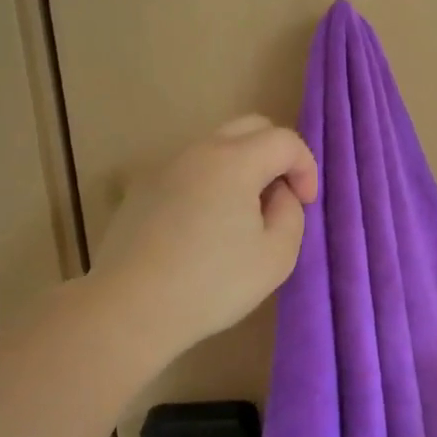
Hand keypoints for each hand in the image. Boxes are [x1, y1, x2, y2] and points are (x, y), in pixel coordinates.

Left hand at [94, 116, 318, 361]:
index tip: (305, 204)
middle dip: (276, 156)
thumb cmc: (212, 284)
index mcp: (234, 161)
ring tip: (244, 216)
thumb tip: (278, 195)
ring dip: (243, 169)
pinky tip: (206, 227)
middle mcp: (198, 151)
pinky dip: (211, 183)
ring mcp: (166, 167)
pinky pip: (190, 171)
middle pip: (249, 128)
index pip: (284, 141)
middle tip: (280, 197)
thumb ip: (291, 214)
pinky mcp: (143, 189)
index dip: (306, 168)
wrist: (130, 308)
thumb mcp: (276, 256)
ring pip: (217, 148)